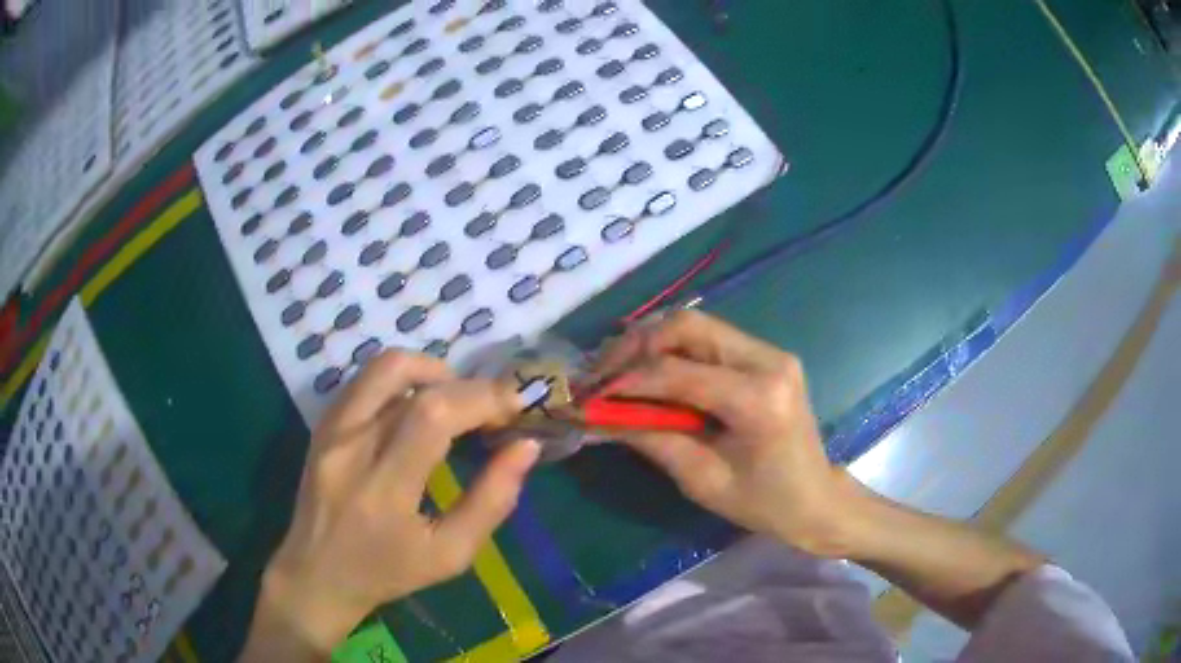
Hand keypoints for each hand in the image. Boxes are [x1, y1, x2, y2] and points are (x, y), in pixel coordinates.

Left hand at [245, 351, 538, 656]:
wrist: (317, 574)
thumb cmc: (388, 573)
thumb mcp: (450, 554)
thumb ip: (492, 501)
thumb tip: (525, 447)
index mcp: (383, 489)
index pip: (432, 415)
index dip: (481, 398)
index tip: (513, 407)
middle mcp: (349, 447)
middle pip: (407, 377)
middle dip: (464, 384)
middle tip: (491, 407)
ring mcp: (330, 429)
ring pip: (383, 366)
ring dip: (431, 372)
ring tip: (456, 401)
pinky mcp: (322, 424)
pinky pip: (366, 381)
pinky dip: (404, 382)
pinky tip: (419, 409)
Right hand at [595, 310, 854, 556]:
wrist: (817, 498)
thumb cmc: (764, 503)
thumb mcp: (703, 480)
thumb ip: (653, 439)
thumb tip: (602, 414)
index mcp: (759, 399)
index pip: (679, 371)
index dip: (628, 379)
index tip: (591, 394)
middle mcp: (768, 360)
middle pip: (688, 325)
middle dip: (637, 345)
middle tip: (603, 373)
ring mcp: (771, 352)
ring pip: (696, 325)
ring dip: (652, 343)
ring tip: (619, 371)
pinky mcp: (766, 356)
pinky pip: (709, 338)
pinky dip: (673, 350)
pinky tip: (651, 372)